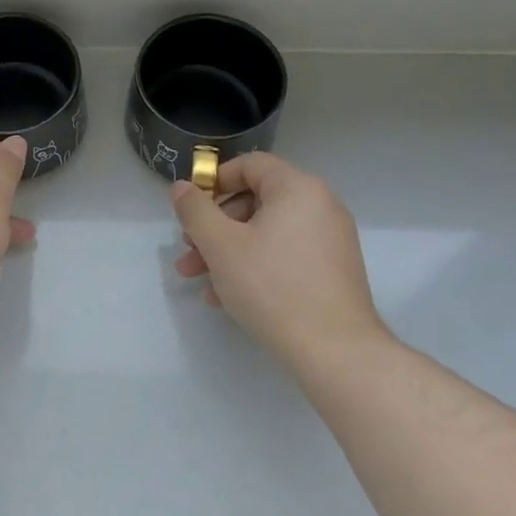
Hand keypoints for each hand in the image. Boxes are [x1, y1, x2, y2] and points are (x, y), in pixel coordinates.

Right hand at [171, 152, 387, 367]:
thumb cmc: (272, 286)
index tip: (190, 209)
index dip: (214, 181)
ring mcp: (330, 239)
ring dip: (228, 251)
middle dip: (214, 226)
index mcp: (297, 189)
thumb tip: (181, 187)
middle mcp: (320, 205)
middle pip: (256, 201)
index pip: (250, 165)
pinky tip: (227, 297)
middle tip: (188, 252)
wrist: (334, 350)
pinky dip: (255, 265)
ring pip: (267, 232)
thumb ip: (195, 210)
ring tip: (199, 280)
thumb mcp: (221, 245)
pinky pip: (285, 254)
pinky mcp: (333, 270)